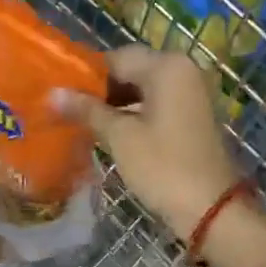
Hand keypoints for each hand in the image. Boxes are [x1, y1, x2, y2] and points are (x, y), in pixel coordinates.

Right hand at [52, 46, 239, 241]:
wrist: (212, 208)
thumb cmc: (163, 167)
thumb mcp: (120, 137)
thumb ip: (87, 110)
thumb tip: (53, 93)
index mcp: (167, 66)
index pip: (116, 58)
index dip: (86, 75)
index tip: (60, 94)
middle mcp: (184, 70)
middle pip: (132, 70)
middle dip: (101, 89)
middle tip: (68, 110)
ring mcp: (192, 93)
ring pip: (144, 88)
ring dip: (116, 103)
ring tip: (84, 122)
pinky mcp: (194, 115)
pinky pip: (158, 104)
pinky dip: (135, 113)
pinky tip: (111, 131)